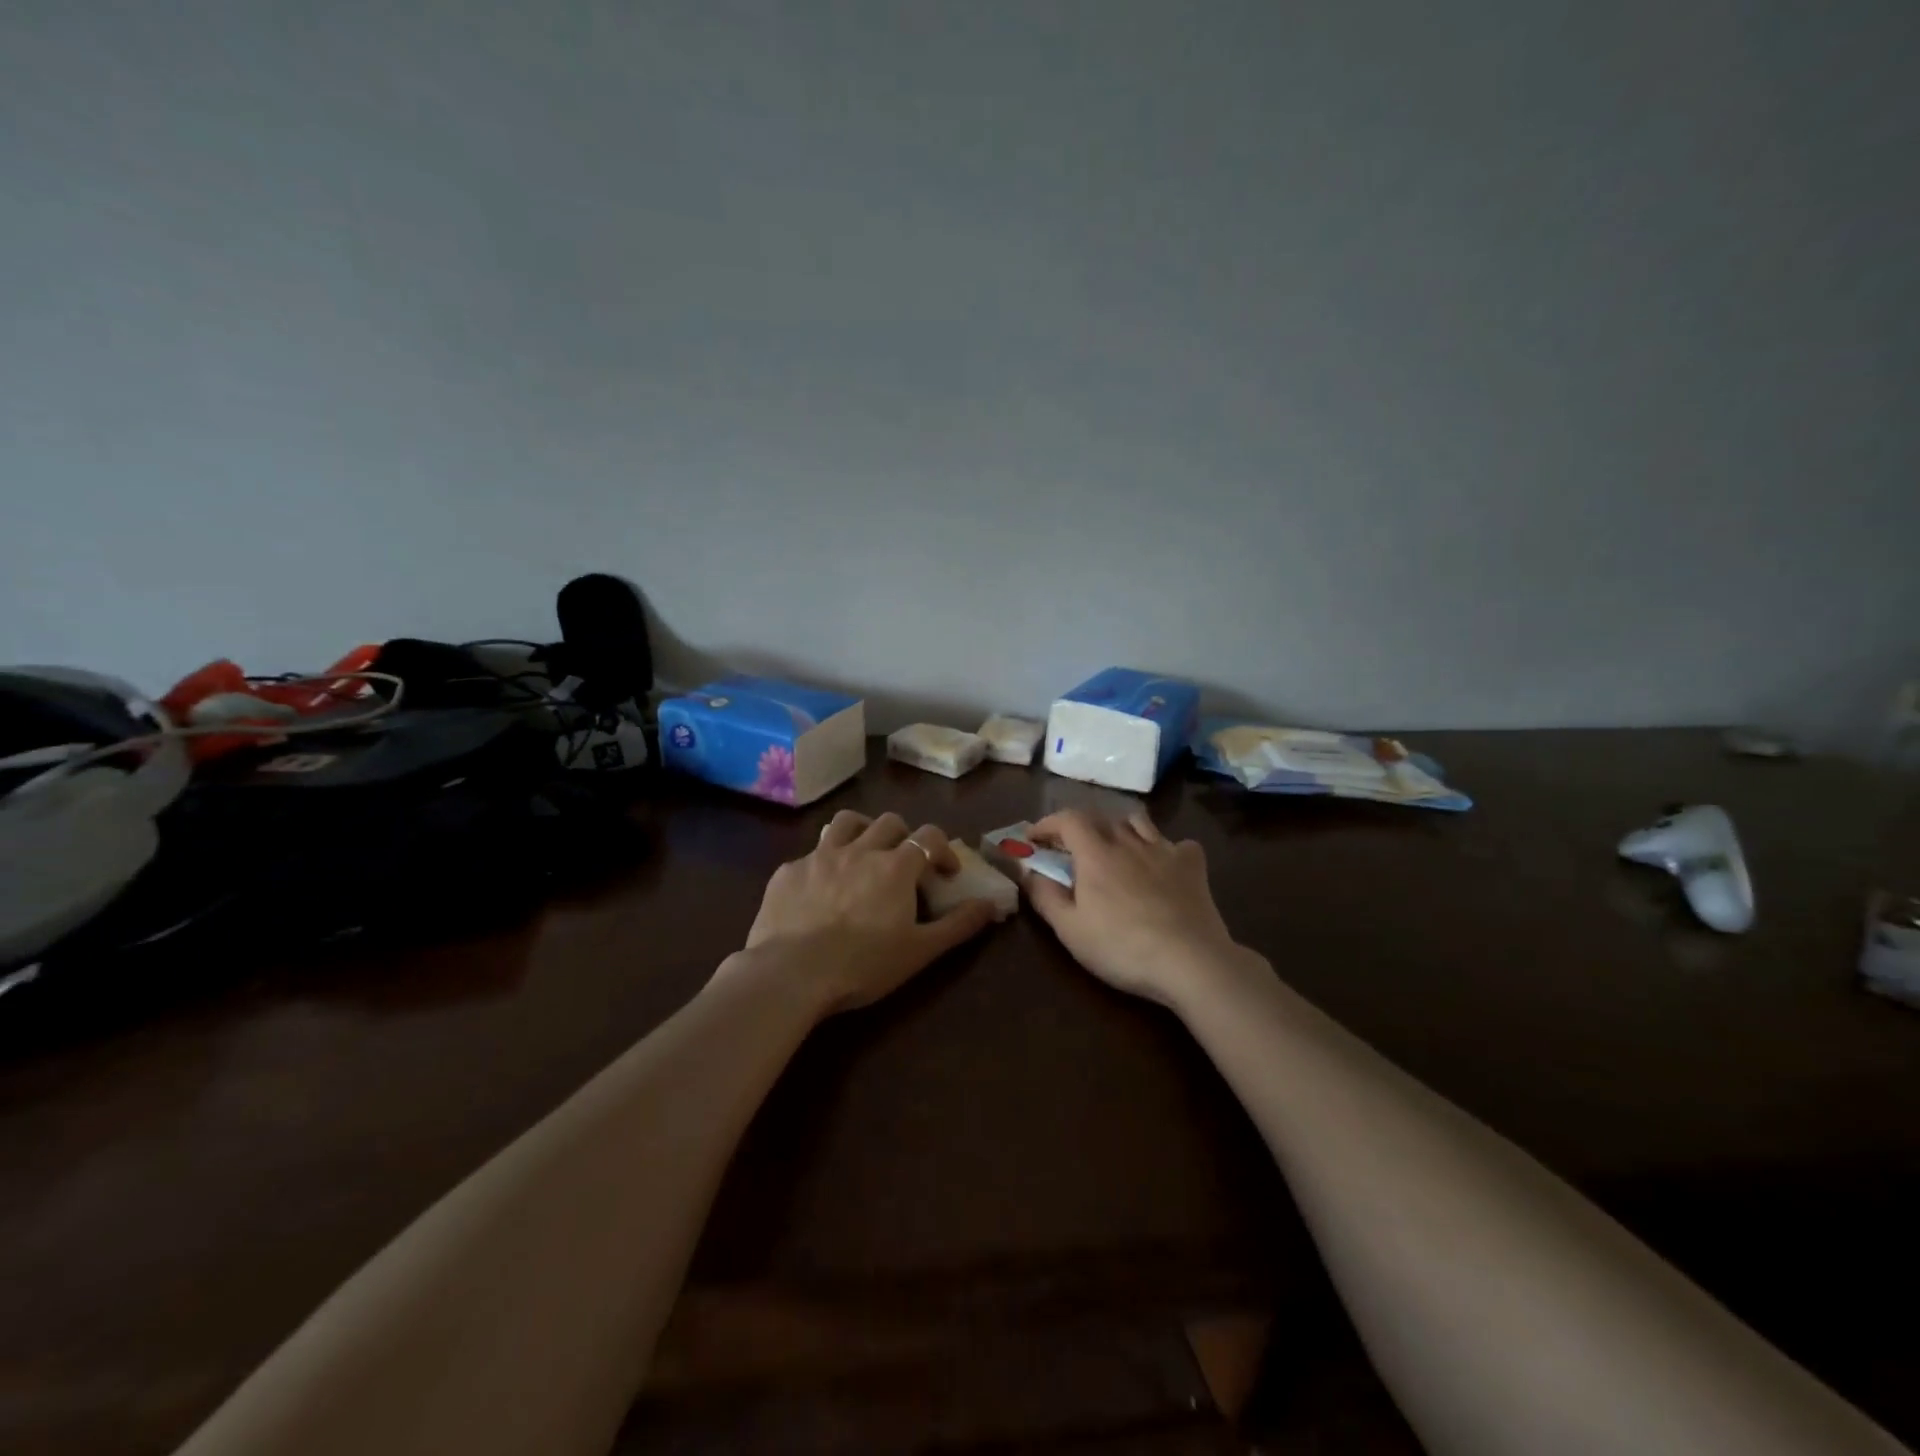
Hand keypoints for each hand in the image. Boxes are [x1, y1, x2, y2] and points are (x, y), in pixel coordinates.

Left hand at [735, 811, 999, 1013]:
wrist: (791, 974)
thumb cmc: (864, 965)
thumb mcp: (920, 951)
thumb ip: (958, 924)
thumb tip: (990, 904)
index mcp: (896, 866)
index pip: (930, 836)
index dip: (943, 850)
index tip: (946, 873)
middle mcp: (860, 850)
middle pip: (889, 822)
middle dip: (904, 836)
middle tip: (905, 863)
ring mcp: (820, 856)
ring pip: (846, 822)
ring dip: (862, 830)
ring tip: (863, 853)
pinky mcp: (788, 871)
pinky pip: (810, 854)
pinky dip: (823, 864)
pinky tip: (819, 889)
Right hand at [1021, 809, 1243, 1008]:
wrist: (1190, 961)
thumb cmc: (1122, 948)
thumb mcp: (1070, 930)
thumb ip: (1045, 896)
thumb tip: (1027, 871)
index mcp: (1096, 854)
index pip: (1067, 819)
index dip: (1047, 823)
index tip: (1034, 838)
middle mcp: (1128, 842)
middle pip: (1101, 818)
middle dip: (1079, 827)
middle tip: (1070, 849)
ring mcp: (1164, 851)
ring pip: (1138, 822)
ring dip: (1120, 828)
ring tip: (1115, 849)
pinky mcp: (1193, 866)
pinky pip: (1178, 844)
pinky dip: (1166, 849)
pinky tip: (1163, 866)